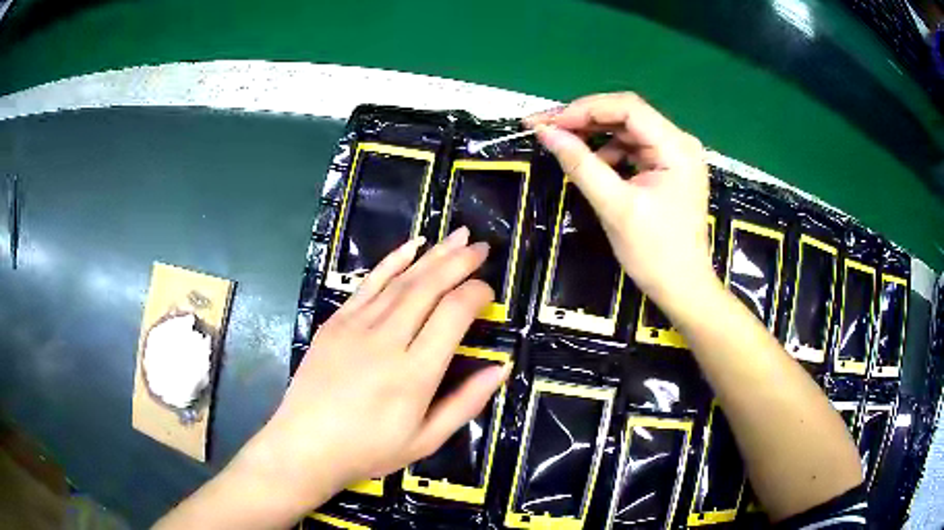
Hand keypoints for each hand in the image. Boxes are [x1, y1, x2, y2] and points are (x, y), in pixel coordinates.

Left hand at [251, 228, 508, 506]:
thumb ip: (466, 403)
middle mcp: (386, 341)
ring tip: (458, 236)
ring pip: (401, 280)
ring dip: (433, 254)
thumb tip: (501, 366)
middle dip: (459, 262)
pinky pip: (369, 283)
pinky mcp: (336, 322)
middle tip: (481, 247)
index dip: (476, 294)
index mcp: (414, 374)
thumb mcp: (426, 440)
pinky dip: (392, 260)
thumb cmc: (369, 449)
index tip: (488, 293)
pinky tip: (412, 245)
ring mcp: (356, 326)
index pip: (453, 315)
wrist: (305, 445)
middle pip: (428, 287)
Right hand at [526, 93, 713, 311]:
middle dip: (585, 119)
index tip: (548, 122)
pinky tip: (592, 165)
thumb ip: (580, 164)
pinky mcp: (668, 169)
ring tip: (564, 146)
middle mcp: (679, 142)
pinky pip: (633, 149)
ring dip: (594, 135)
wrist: (683, 289)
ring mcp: (675, 155)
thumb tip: (545, 132)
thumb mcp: (615, 207)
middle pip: (626, 115)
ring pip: (627, 131)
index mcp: (676, 147)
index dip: (584, 109)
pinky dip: (609, 152)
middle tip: (545, 128)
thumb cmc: (656, 253)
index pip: (627, 108)